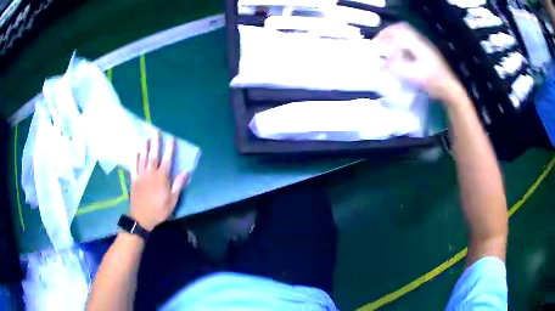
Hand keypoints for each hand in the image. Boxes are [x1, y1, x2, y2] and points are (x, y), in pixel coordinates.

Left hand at [129, 132, 188, 230]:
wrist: (141, 218)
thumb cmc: (159, 210)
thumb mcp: (172, 201)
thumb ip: (178, 185)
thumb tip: (186, 172)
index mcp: (162, 178)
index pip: (167, 160)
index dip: (169, 149)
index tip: (171, 139)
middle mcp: (151, 173)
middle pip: (153, 155)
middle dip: (156, 143)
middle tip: (156, 131)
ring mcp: (141, 175)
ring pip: (143, 158)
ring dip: (145, 147)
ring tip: (146, 137)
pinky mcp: (134, 179)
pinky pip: (134, 166)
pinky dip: (135, 158)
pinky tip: (136, 152)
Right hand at [375, 23, 464, 103]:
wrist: (449, 88)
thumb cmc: (433, 82)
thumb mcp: (413, 75)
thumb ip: (396, 68)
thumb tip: (381, 63)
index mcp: (418, 44)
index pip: (398, 32)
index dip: (385, 35)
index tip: (376, 43)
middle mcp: (421, 41)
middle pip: (402, 28)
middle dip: (388, 32)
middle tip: (379, 41)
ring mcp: (424, 46)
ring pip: (406, 34)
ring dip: (394, 37)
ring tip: (386, 45)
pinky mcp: (426, 52)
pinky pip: (410, 41)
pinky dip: (400, 43)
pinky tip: (398, 52)